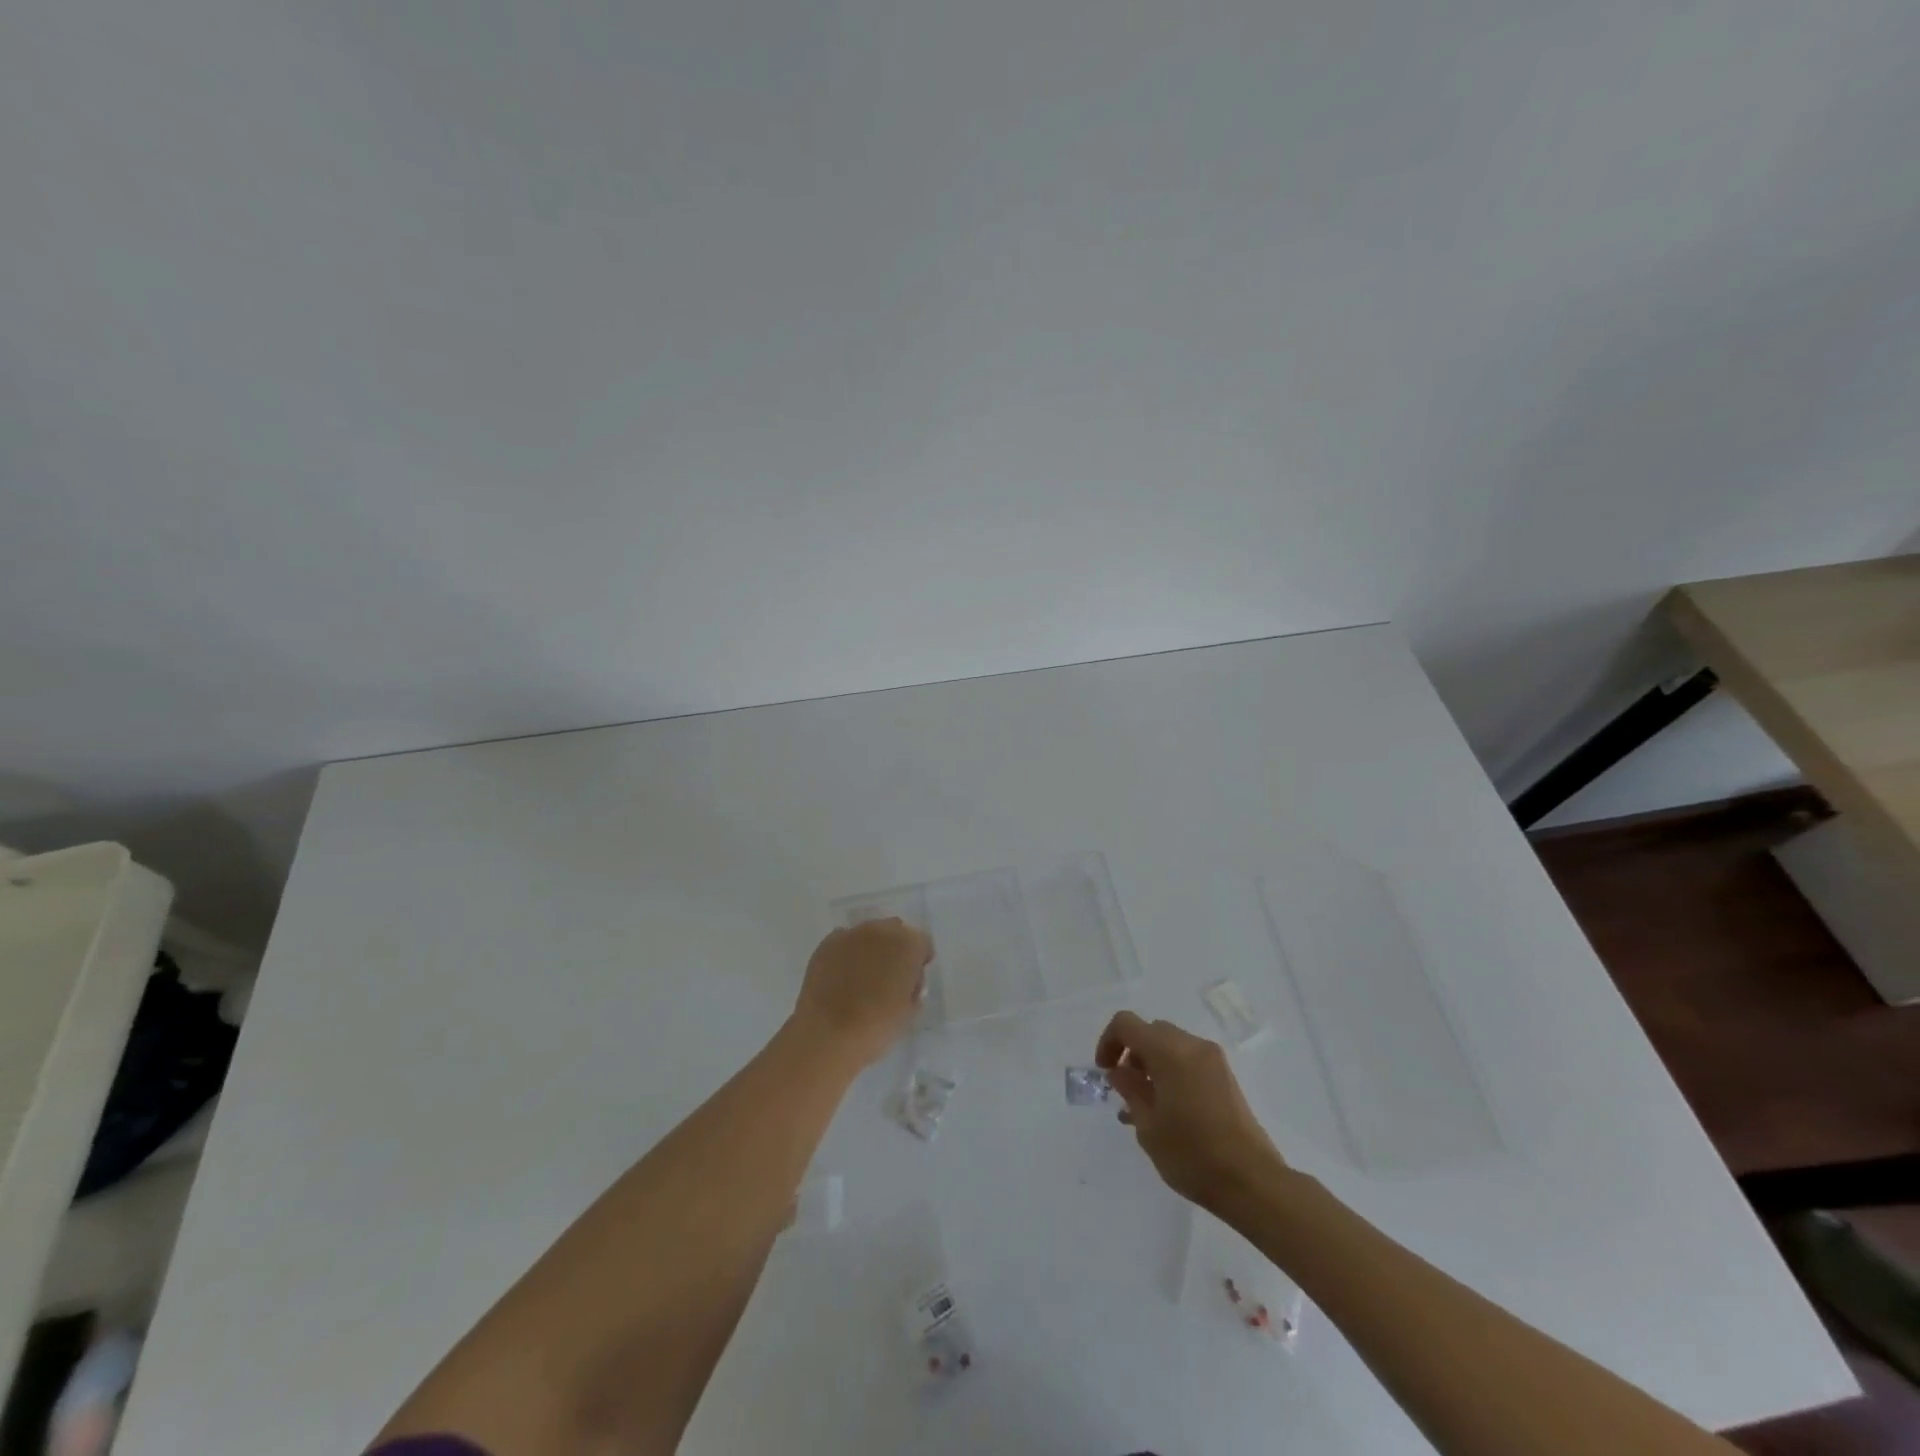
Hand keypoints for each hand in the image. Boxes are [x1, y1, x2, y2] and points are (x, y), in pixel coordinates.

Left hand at [791, 919, 932, 1066]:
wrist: (829, 1034)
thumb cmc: (878, 1026)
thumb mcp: (910, 1009)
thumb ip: (913, 986)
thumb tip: (905, 980)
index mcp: (908, 944)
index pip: (922, 942)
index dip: (919, 960)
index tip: (912, 979)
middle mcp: (881, 930)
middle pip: (895, 931)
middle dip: (895, 949)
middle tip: (889, 976)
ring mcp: (851, 934)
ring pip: (868, 934)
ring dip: (870, 949)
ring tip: (862, 977)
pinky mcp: (826, 944)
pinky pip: (844, 942)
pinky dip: (847, 954)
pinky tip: (842, 977)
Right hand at [1095, 1011, 1282, 1208]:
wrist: (1252, 1182)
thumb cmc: (1192, 1154)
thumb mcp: (1148, 1125)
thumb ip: (1130, 1090)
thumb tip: (1120, 1071)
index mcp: (1169, 1051)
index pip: (1127, 1024)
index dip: (1109, 1041)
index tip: (1105, 1072)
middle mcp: (1192, 1045)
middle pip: (1151, 1032)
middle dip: (1132, 1053)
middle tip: (1125, 1089)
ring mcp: (1213, 1060)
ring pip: (1171, 1046)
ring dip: (1152, 1064)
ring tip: (1145, 1105)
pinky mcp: (1226, 1078)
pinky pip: (1189, 1061)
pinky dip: (1172, 1072)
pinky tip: (1168, 1110)